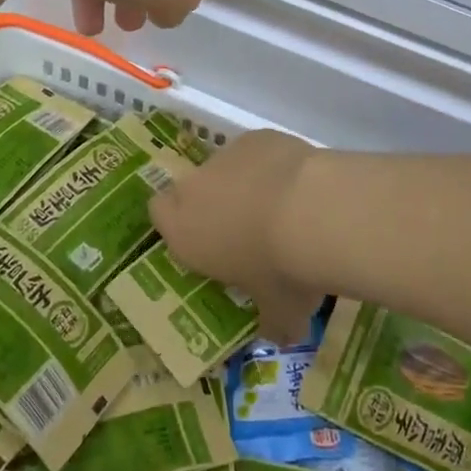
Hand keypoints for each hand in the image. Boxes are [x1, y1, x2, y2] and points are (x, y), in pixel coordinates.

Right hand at [149, 129, 325, 344]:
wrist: (312, 209)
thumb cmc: (281, 270)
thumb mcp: (278, 311)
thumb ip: (272, 321)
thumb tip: (283, 334)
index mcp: (184, 231)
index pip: (159, 214)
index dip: (178, 223)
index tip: (204, 239)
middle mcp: (196, 188)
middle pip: (192, 189)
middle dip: (213, 203)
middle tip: (246, 228)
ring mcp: (226, 156)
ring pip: (226, 168)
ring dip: (244, 183)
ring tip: (283, 206)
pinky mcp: (256, 136)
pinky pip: (257, 152)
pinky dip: (271, 164)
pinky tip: (300, 184)